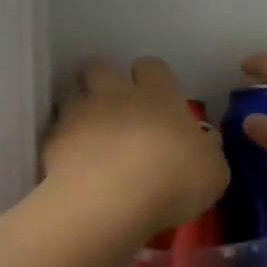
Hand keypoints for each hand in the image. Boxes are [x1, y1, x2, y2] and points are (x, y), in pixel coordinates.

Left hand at [43, 57, 228, 236]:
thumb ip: (206, 150)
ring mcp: (80, 113)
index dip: (151, 78)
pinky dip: (62, 142)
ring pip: (71, 92)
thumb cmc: (174, 180)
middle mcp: (116, 93)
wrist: (112, 201)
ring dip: (78, 106)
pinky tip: (71, 163)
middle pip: (100, 65)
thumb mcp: (213, 171)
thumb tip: (203, 141)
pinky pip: (56, 131)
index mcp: (159, 94)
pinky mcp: (53, 140)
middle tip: (114, 107)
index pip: (151, 65)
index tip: (156, 99)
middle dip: (103, 80)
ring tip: (87, 131)